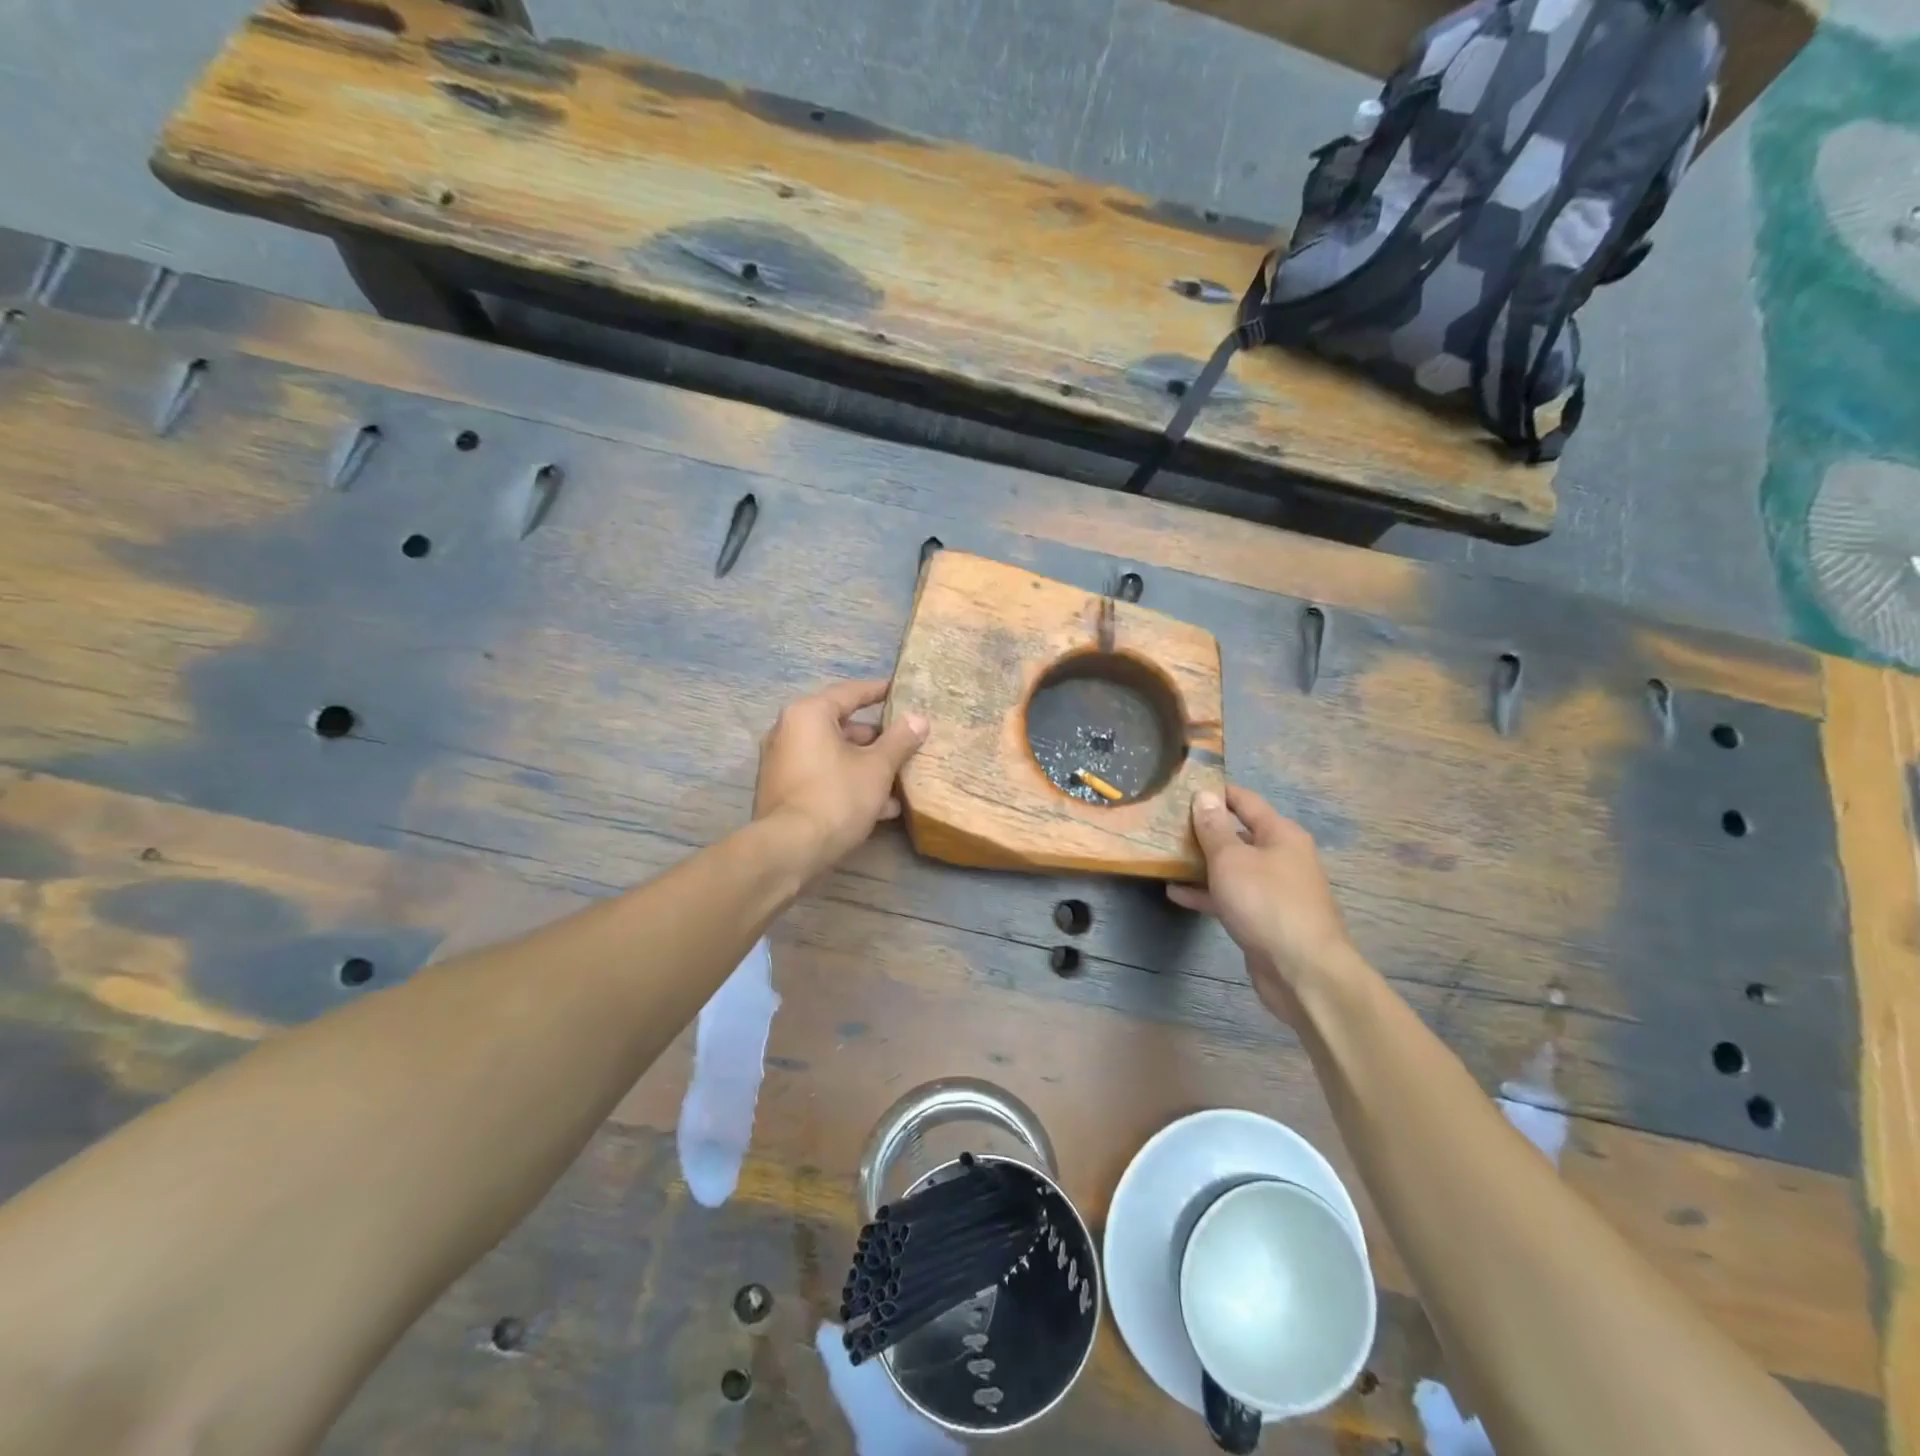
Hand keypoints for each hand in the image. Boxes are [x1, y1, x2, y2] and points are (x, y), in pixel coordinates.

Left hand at [754, 679, 928, 870]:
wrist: (790, 849)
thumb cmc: (836, 796)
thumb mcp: (877, 767)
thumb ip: (899, 740)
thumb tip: (919, 718)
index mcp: (809, 713)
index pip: (850, 692)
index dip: (879, 691)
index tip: (900, 691)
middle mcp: (788, 731)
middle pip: (841, 725)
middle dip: (876, 739)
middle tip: (905, 743)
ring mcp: (782, 762)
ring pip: (833, 755)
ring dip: (865, 765)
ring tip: (899, 782)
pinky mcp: (782, 791)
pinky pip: (822, 776)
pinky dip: (847, 782)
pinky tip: (880, 807)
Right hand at [1168, 786, 1357, 1025]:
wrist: (1303, 971)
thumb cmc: (1266, 903)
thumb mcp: (1231, 859)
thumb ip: (1213, 828)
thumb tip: (1204, 794)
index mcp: (1280, 835)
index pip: (1245, 801)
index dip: (1216, 792)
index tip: (1182, 787)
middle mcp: (1281, 857)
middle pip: (1238, 835)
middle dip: (1204, 830)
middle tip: (1166, 824)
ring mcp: (1274, 890)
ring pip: (1233, 868)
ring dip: (1201, 863)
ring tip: (1164, 857)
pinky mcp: (1264, 919)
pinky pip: (1231, 896)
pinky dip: (1206, 893)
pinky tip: (1176, 894)